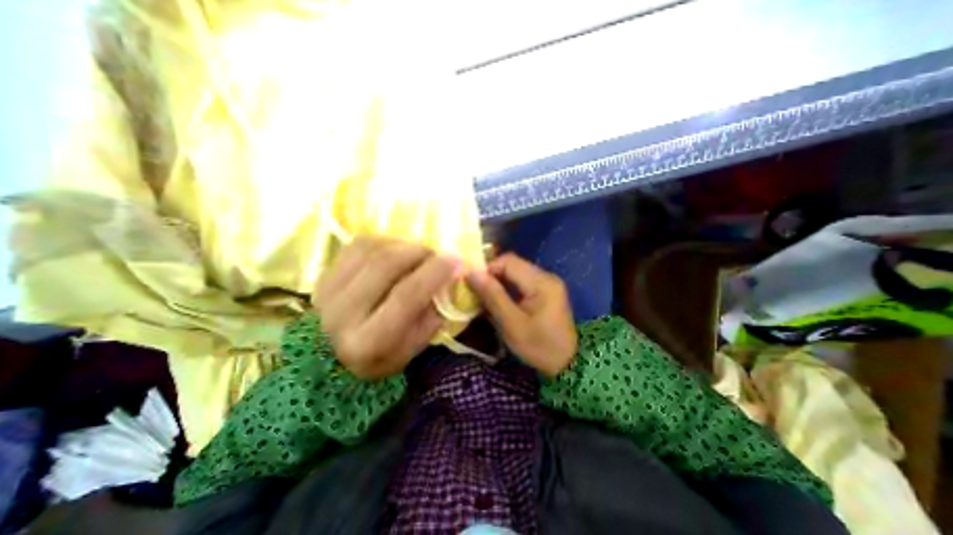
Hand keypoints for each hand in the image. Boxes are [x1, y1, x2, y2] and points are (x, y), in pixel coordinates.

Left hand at [315, 237, 459, 377]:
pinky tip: (397, 251)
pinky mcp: (324, 274)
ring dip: (404, 246)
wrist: (327, 358)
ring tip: (419, 254)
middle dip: (420, 252)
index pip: (406, 297)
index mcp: (367, 342)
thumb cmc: (376, 358)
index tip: (456, 261)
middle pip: (386, 265)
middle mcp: (341, 314)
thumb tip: (447, 285)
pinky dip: (386, 242)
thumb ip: (430, 320)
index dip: (435, 274)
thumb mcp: (410, 351)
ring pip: (372, 250)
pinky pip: (359, 245)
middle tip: (437, 255)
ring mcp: (327, 290)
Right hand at [465, 254, 575, 375]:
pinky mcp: (547, 290)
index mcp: (541, 282)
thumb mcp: (512, 324)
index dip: (487, 268)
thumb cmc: (539, 346)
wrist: (567, 363)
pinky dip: (508, 286)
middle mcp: (546, 276)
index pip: (508, 261)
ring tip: (486, 296)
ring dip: (499, 281)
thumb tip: (472, 273)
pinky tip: (500, 299)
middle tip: (477, 291)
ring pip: (516, 271)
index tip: (473, 285)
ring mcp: (548, 282)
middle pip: (513, 264)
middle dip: (492, 275)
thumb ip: (493, 296)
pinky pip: (522, 280)